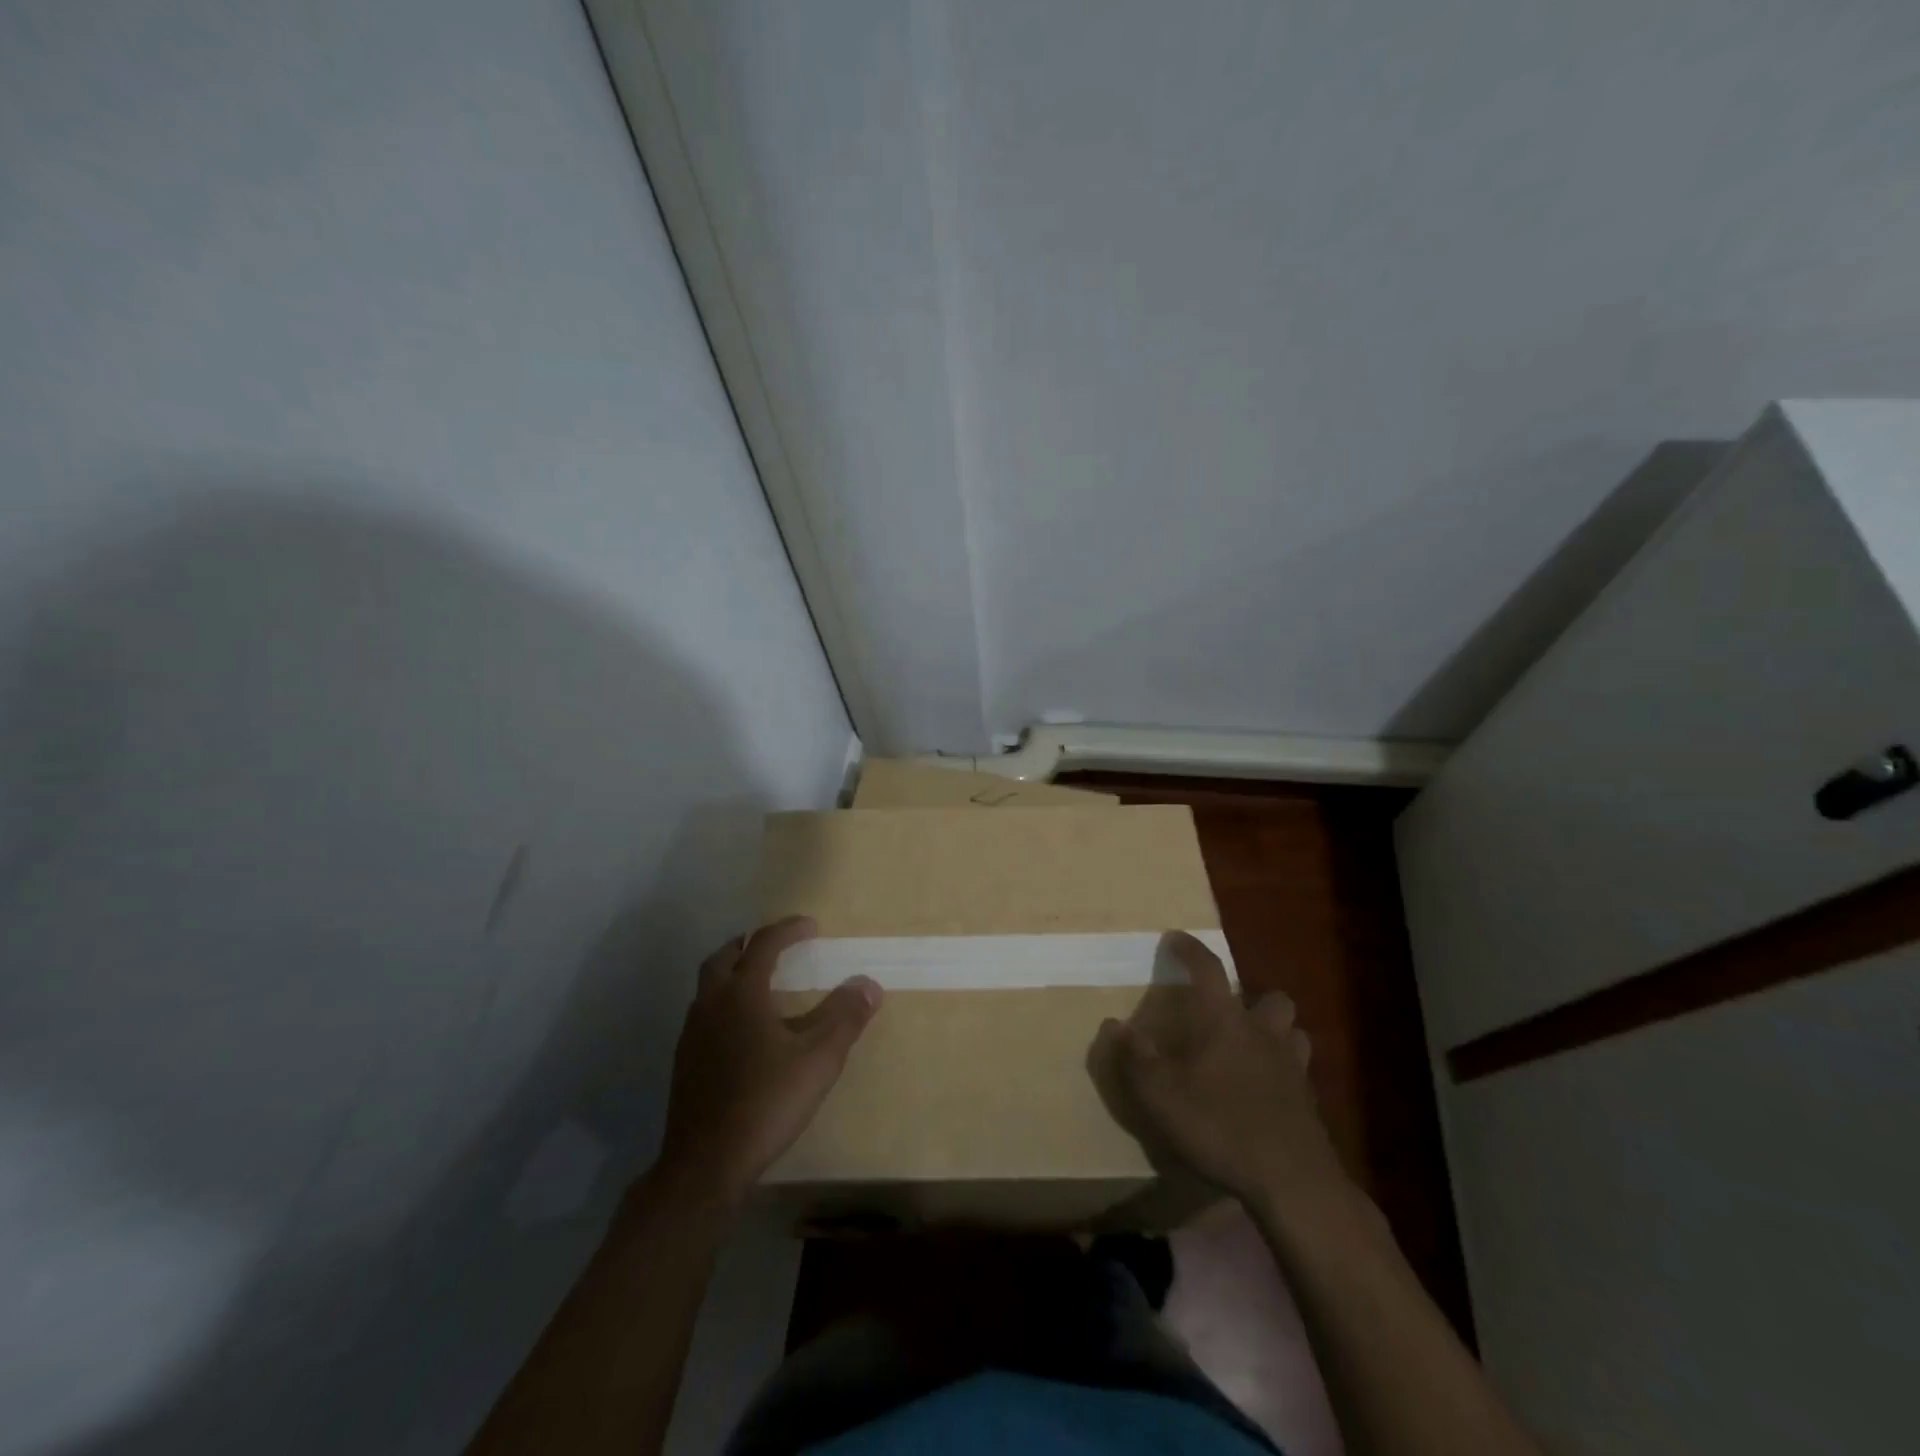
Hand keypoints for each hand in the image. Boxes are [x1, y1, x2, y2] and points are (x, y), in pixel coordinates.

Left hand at [656, 917, 881, 1206]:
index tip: (811, 926)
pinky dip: (725, 1004)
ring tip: (763, 985)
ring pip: (709, 986)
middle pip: (724, 957)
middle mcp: (711, 1005)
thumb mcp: (818, 1059)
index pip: (764, 945)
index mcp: (742, 994)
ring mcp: (692, 1034)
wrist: (705, 1164)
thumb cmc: (766, 1102)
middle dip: (751, 944)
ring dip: (734, 973)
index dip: (788, 930)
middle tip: (777, 946)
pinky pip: (705, 1014)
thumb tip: (868, 983)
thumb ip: (845, 1017)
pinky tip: (744, 1032)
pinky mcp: (684, 1063)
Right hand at [1091, 932, 1347, 1209]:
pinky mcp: (1308, 1101)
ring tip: (1253, 1048)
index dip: (1189, 949)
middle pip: (1270, 997)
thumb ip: (1134, 1057)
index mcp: (1224, 1020)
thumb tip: (1114, 1024)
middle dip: (1252, 998)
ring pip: (1293, 1032)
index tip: (1175, 938)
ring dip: (1276, 1032)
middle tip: (1229, 1013)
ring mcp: (1292, 1066)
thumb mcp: (1159, 1095)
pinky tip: (1266, 1091)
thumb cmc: (1220, 1125)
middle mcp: (1263, 1032)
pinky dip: (1284, 1071)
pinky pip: (1299, 1071)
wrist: (1292, 1181)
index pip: (1208, 969)